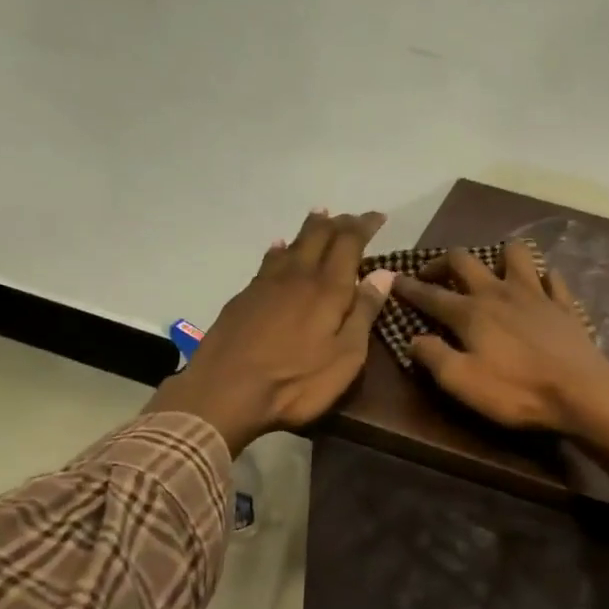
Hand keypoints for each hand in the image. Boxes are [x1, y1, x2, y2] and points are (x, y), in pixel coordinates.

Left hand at [147, 210, 393, 452]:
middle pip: (319, 236)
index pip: (349, 243)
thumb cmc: (295, 382)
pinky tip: (279, 247)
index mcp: (328, 289)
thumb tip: (384, 273)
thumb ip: (364, 313)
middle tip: (352, 218)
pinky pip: (268, 260)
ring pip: (292, 244)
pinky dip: (280, 249)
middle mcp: (298, 276)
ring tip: (320, 217)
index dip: (364, 226)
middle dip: (339, 223)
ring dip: (310, 229)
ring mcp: (267, 284)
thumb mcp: (345, 357)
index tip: (378, 217)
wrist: (225, 391)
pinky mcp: (244, 297)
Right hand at [392, 241, 608, 435]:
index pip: (431, 294)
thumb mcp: (462, 382)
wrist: (581, 391)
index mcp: (470, 312)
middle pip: (464, 261)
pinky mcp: (563, 304)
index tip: (393, 279)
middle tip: (433, 274)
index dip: (409, 287)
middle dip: (442, 262)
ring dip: (498, 256)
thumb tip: (413, 339)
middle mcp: (498, 292)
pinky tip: (539, 285)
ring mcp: (535, 294)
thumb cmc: (516, 390)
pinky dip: (541, 277)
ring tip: (492, 271)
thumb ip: (433, 357)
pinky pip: (551, 278)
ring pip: (514, 254)